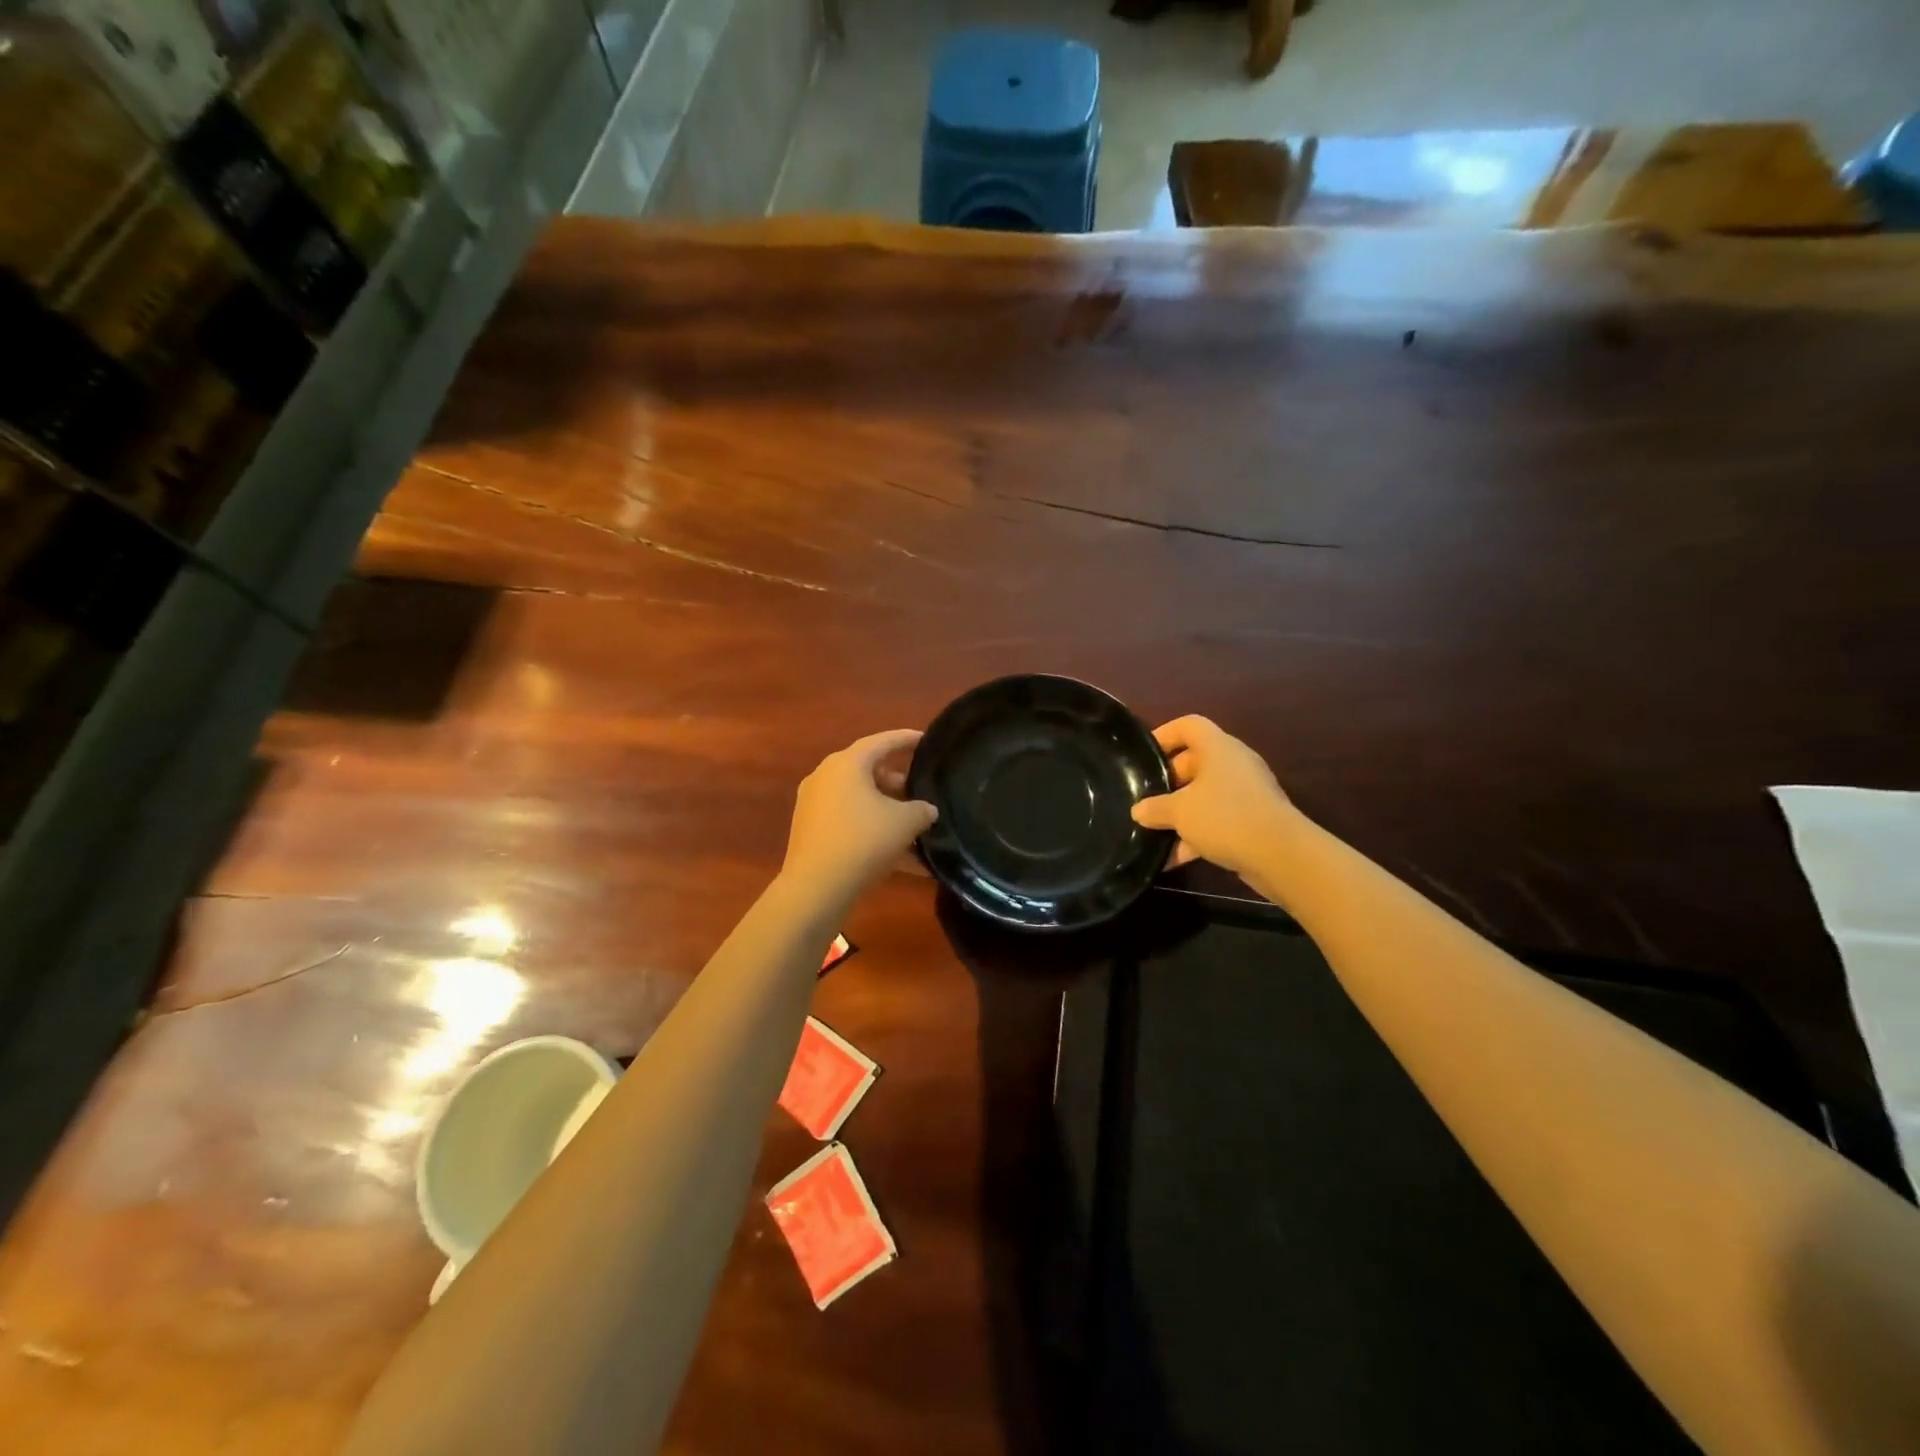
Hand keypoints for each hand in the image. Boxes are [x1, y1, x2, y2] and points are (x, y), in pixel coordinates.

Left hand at [780, 730, 937, 901]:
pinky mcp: (810, 830)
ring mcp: (814, 804)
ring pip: (858, 798)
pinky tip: (900, 856)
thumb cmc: (863, 841)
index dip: (906, 739)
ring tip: (913, 825)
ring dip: (886, 808)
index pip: (882, 741)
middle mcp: (826, 776)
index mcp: (847, 763)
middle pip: (867, 770)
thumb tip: (926, 810)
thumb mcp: (904, 823)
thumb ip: (922, 810)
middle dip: (897, 780)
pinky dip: (872, 829)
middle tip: (921, 789)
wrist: (816, 888)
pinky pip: (849, 821)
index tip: (925, 739)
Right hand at [1131, 716, 1296, 875]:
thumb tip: (1138, 810)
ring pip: (1205, 795)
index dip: (1164, 734)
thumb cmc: (1225, 817)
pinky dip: (1197, 835)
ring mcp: (1246, 792)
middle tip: (1145, 799)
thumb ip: (1155, 808)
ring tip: (1154, 833)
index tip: (1143, 754)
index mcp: (1218, 748)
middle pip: (1194, 762)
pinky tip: (1175, 859)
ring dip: (1181, 814)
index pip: (1188, 725)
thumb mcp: (1179, 812)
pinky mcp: (1254, 819)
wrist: (1280, 855)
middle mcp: (1234, 764)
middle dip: (1167, 783)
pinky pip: (1218, 819)